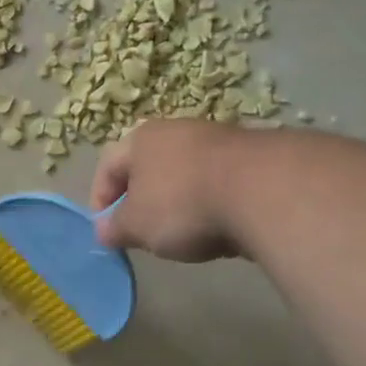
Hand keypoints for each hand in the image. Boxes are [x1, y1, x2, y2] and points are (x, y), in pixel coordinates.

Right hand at [90, 119, 252, 262]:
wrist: (265, 190)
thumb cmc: (183, 204)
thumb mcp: (137, 226)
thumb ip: (115, 228)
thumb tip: (103, 231)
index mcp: (141, 139)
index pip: (107, 166)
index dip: (99, 200)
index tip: (106, 232)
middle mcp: (177, 130)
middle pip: (147, 168)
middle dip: (140, 202)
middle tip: (140, 234)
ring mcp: (217, 140)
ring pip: (184, 175)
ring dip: (177, 203)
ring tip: (181, 235)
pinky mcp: (251, 158)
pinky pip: (217, 184)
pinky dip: (210, 204)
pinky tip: (217, 228)